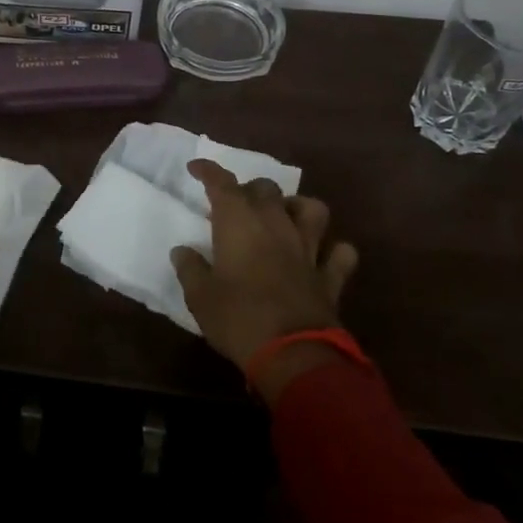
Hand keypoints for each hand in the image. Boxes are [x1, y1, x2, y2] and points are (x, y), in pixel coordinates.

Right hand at [170, 161, 357, 397]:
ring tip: (284, 217)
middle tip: (236, 206)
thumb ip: (190, 268)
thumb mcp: (199, 296)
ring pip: (312, 209)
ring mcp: (307, 248)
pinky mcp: (330, 276)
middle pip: (266, 189)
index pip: (222, 183)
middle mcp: (275, 224)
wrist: (293, 354)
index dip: (208, 171)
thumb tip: (182, 251)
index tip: (196, 168)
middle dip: (249, 190)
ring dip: (297, 207)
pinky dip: (333, 250)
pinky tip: (322, 255)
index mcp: (239, 222)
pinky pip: (340, 254)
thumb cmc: (238, 318)